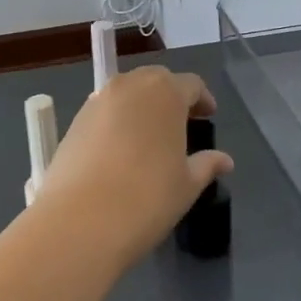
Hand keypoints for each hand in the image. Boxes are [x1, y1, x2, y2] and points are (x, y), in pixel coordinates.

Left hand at [34, 67, 232, 264]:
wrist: (80, 220)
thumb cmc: (147, 198)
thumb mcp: (187, 185)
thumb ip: (206, 165)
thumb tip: (225, 160)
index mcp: (166, 93)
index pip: (191, 84)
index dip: (202, 99)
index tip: (208, 116)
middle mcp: (131, 85)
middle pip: (157, 80)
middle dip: (171, 96)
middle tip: (181, 122)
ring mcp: (99, 100)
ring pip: (127, 91)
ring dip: (142, 104)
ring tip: (150, 134)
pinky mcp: (76, 119)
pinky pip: (105, 109)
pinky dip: (117, 119)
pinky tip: (121, 147)